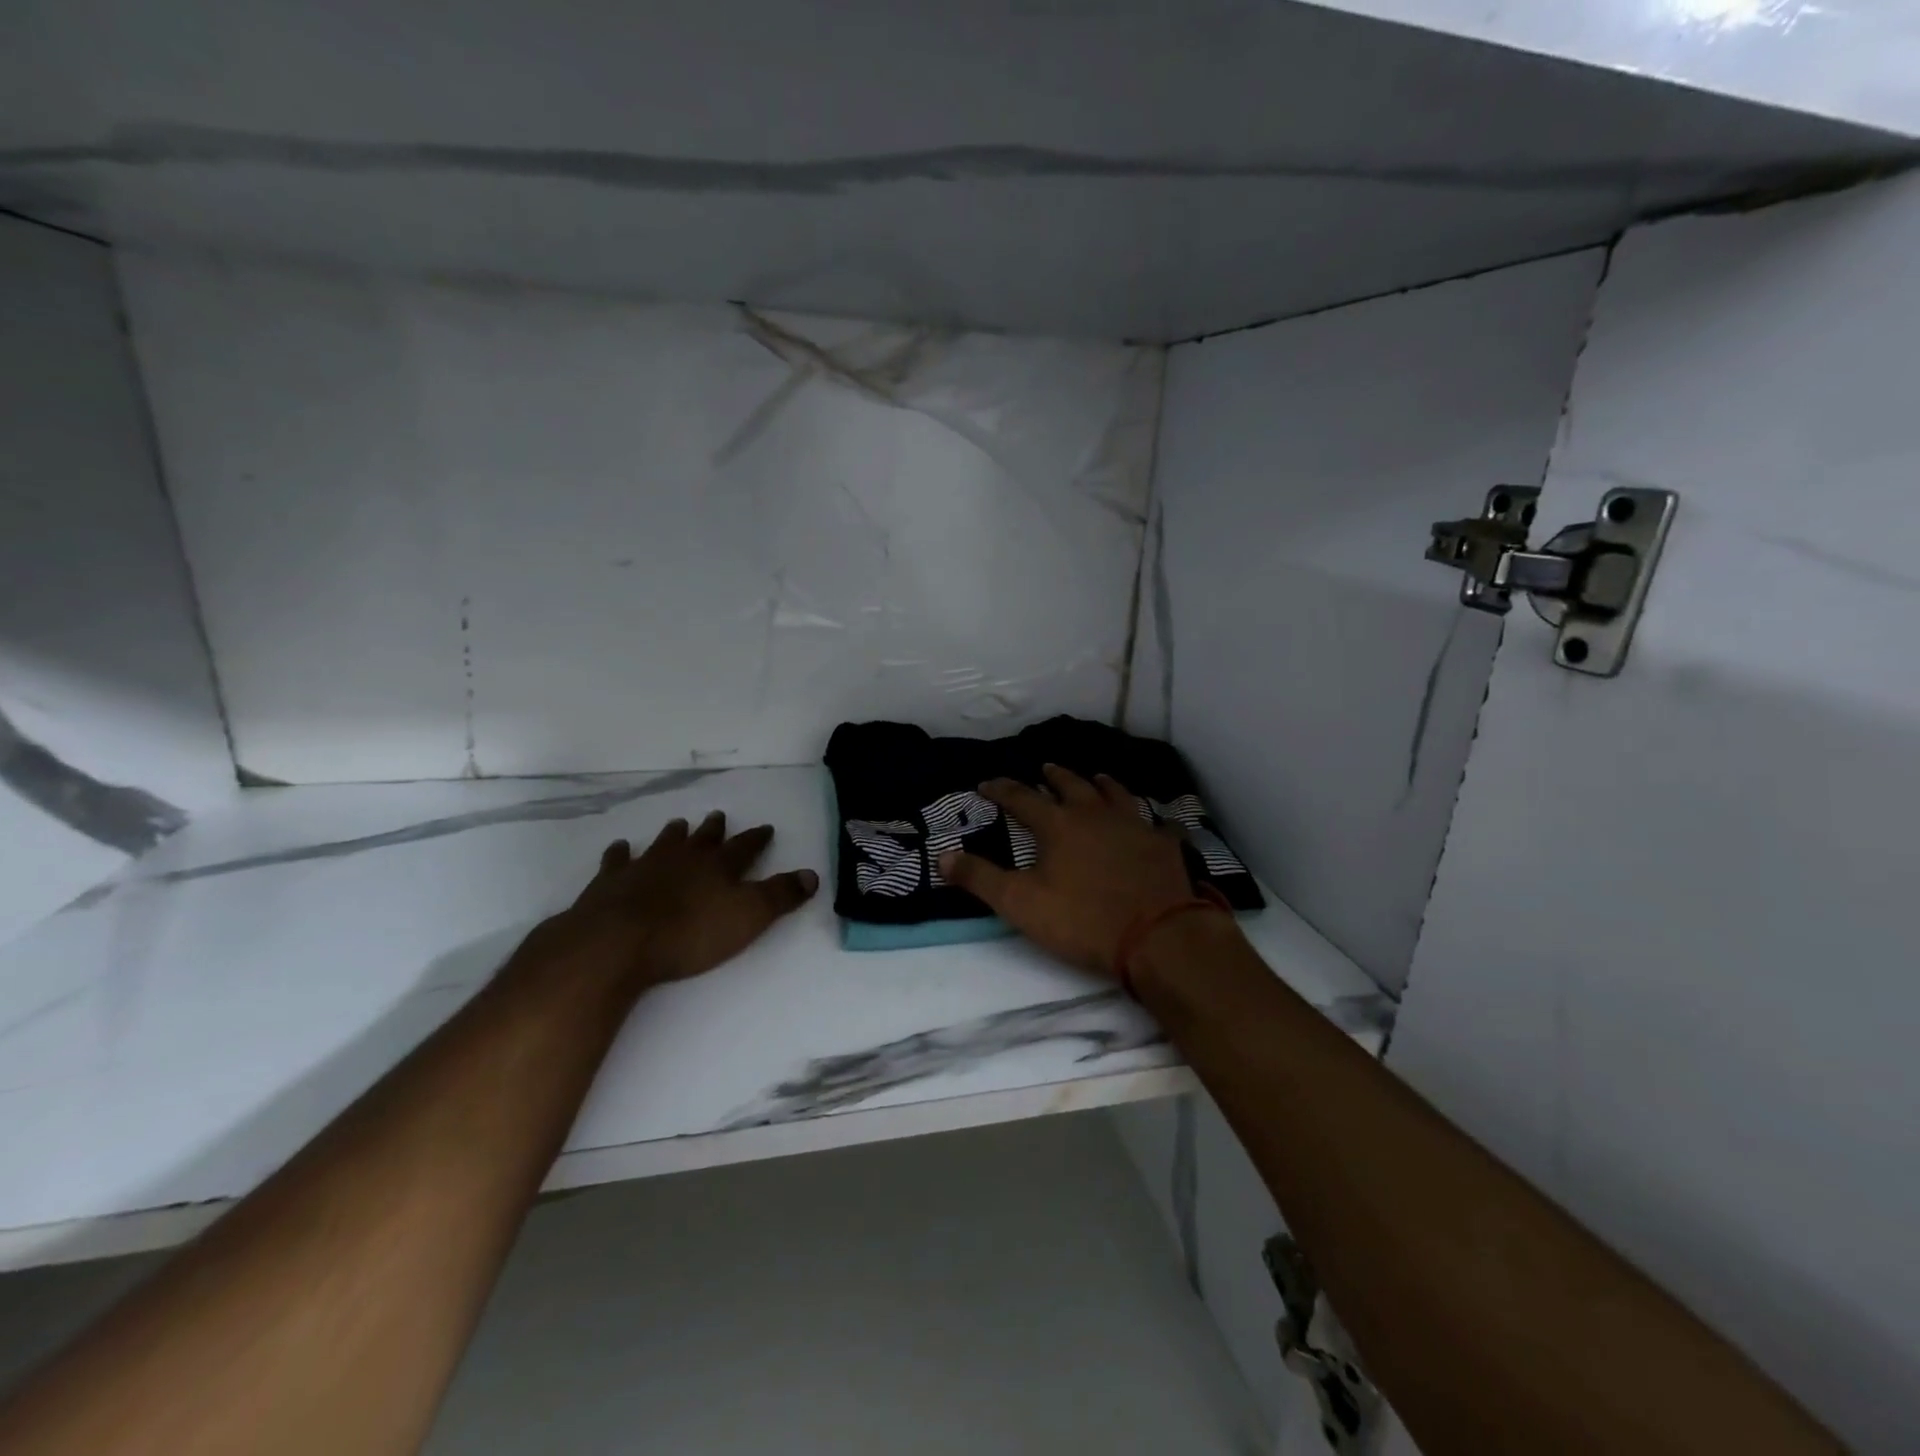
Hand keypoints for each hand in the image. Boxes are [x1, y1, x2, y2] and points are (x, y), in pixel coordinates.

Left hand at [517, 811, 817, 991]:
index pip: (745, 847)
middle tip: (718, 816)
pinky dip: (620, 853)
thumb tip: (812, 875)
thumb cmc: (691, 933)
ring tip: (679, 825)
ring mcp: (645, 866)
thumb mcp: (749, 917)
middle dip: (715, 829)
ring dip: (673, 834)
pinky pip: (617, 860)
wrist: (619, 941)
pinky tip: (620, 848)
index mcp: (720, 866)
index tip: (765, 828)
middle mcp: (685, 858)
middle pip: (704, 839)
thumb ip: (780, 896)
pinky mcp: (610, 882)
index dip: (757, 839)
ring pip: (664, 843)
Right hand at [939, 764, 1198, 978]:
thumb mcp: (1020, 904)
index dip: (1002, 790)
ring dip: (1101, 784)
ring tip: (1096, 777)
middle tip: (1045, 768)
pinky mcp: (1164, 844)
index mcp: (1058, 825)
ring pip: (1115, 794)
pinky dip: (1151, 819)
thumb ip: (980, 878)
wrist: (1156, 935)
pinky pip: (1157, 823)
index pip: (1022, 798)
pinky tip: (1154, 821)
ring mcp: (1134, 825)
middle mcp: (1095, 814)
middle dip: (1054, 776)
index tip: (987, 783)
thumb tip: (943, 856)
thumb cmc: (1082, 919)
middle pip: (1072, 785)